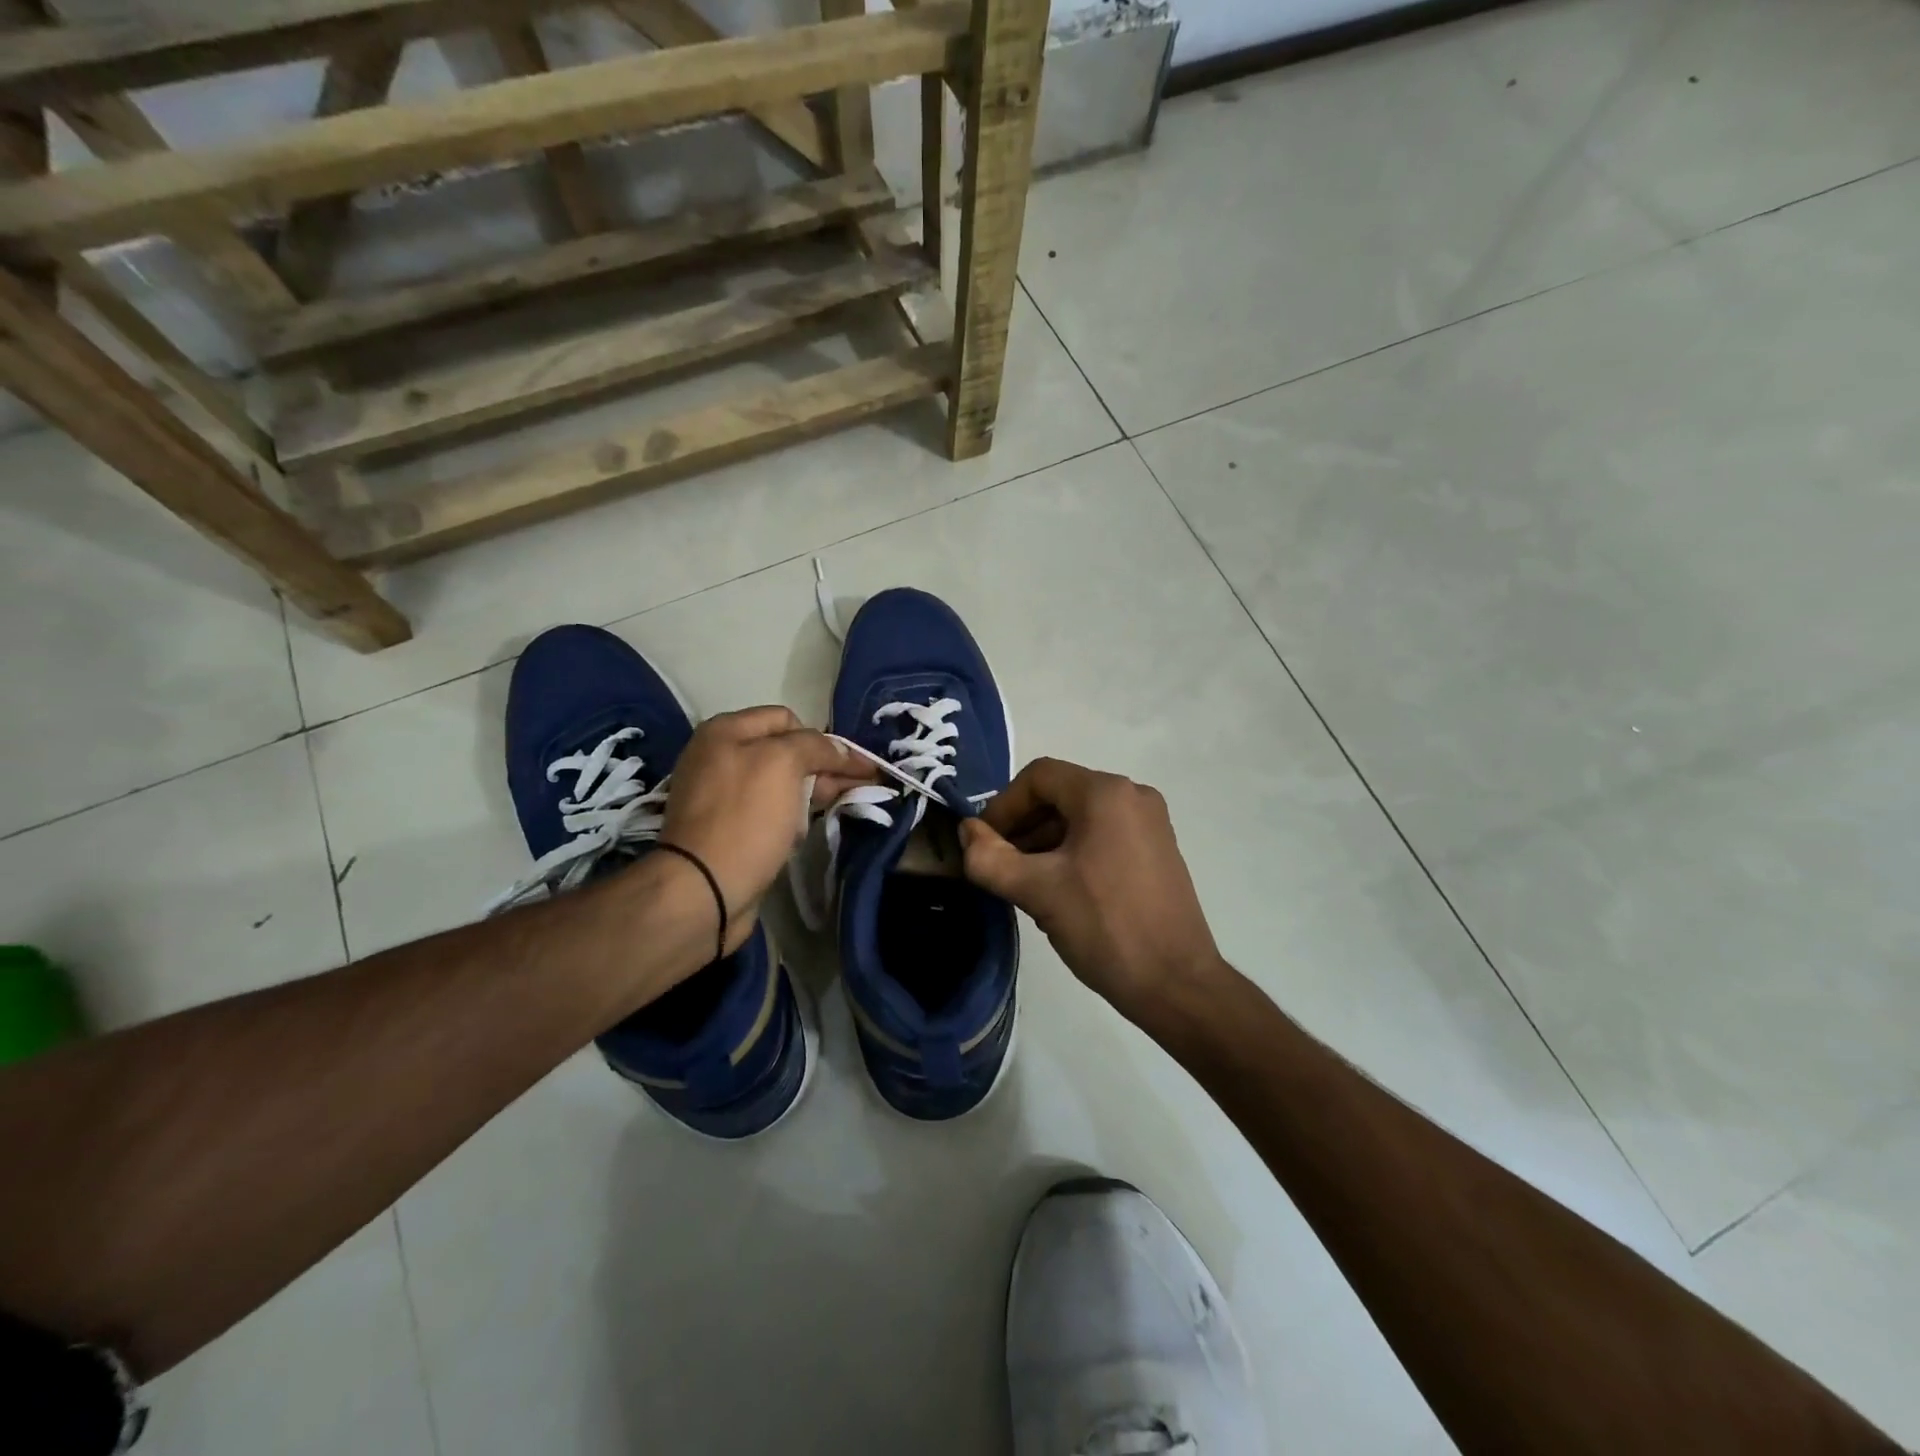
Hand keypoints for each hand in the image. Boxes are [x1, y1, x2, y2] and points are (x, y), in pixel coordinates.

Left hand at [659, 707, 875, 951]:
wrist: (703, 889)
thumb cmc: (745, 818)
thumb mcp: (783, 764)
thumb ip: (814, 746)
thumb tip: (840, 749)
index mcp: (725, 731)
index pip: (787, 719)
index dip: (822, 739)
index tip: (853, 765)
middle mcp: (719, 757)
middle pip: (785, 752)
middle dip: (825, 767)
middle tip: (863, 785)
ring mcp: (721, 796)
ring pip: (780, 785)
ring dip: (812, 793)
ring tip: (847, 804)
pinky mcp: (727, 830)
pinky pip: (769, 812)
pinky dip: (791, 817)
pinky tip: (807, 828)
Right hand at [959, 757, 1226, 1024]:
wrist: (1176, 984)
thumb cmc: (1104, 927)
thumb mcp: (1036, 891)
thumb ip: (989, 858)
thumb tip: (966, 833)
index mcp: (1105, 793)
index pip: (1038, 777)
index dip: (1002, 806)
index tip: (984, 845)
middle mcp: (1133, 796)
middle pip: (1060, 795)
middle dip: (1022, 827)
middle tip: (1000, 867)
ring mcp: (1150, 823)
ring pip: (1080, 817)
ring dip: (1044, 842)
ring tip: (1025, 885)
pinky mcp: (1158, 850)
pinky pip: (1103, 835)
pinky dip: (1072, 852)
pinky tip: (1059, 892)